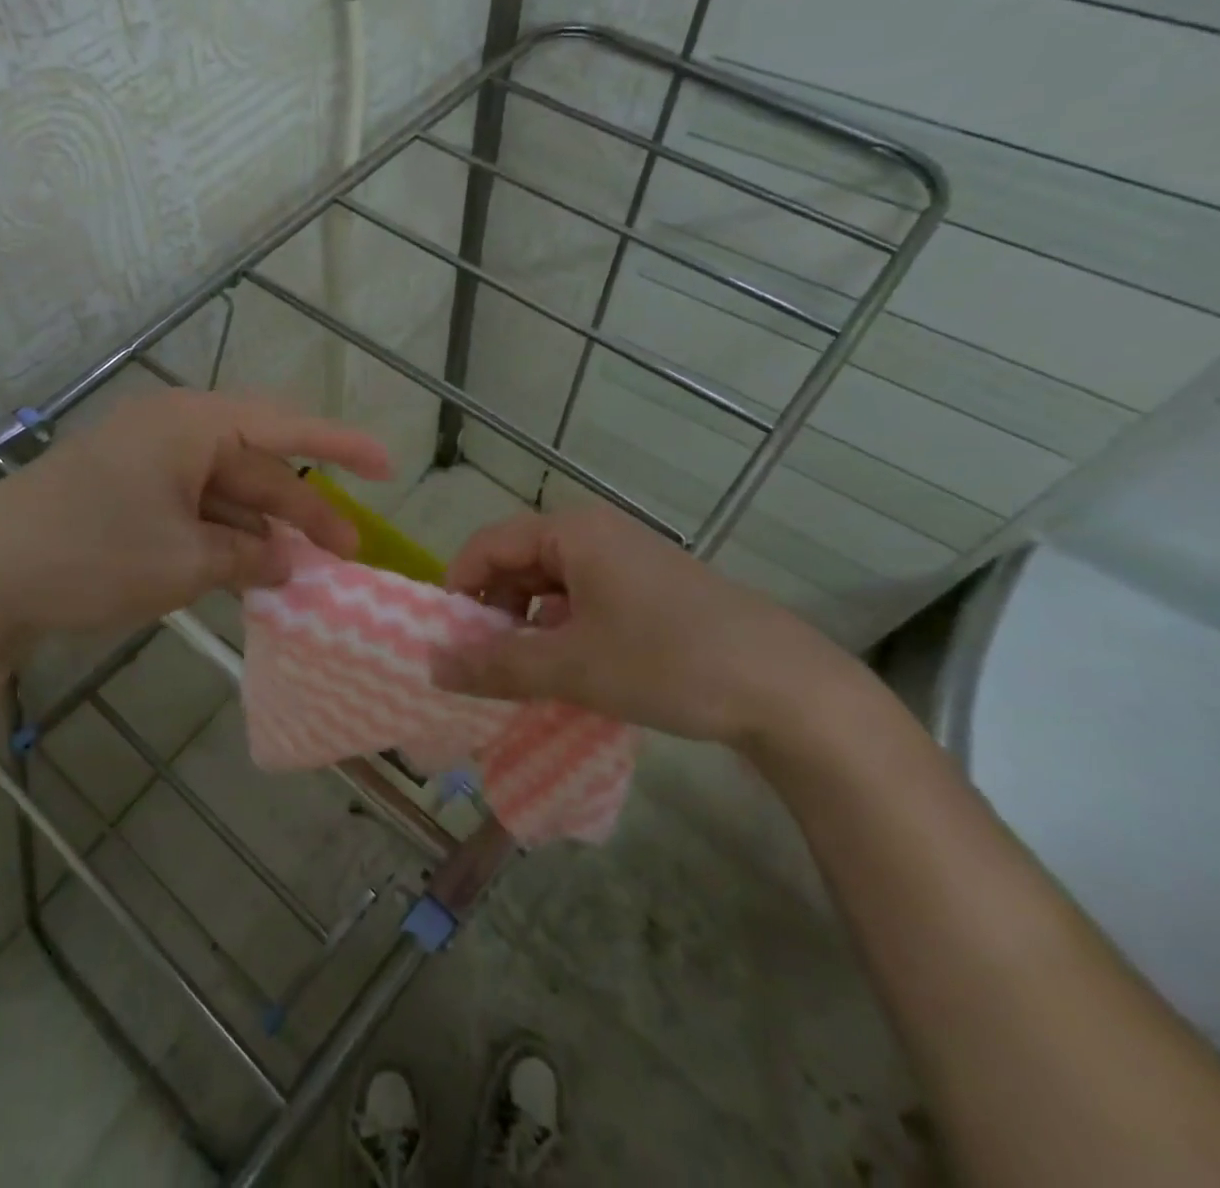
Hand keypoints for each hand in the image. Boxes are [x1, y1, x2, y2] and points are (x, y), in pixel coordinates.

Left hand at [0, 390, 390, 642]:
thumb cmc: (90, 555)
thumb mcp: (182, 561)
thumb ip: (247, 556)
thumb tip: (289, 561)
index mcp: (190, 425)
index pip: (284, 428)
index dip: (341, 447)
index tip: (388, 467)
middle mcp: (172, 432)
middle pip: (256, 467)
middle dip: (302, 510)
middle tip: (347, 554)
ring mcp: (146, 465)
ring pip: (225, 493)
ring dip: (262, 530)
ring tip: (302, 574)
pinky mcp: (127, 496)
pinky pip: (193, 510)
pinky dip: (223, 539)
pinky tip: (249, 574)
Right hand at [428, 505, 877, 747]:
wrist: (787, 689)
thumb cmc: (667, 661)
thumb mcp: (571, 667)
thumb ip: (495, 665)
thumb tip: (432, 667)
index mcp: (571, 531)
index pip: (486, 545)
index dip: (459, 590)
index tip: (451, 643)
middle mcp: (595, 533)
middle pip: (516, 562)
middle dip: (493, 612)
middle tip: (486, 666)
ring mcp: (626, 560)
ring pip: (549, 585)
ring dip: (527, 626)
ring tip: (526, 675)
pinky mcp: (648, 589)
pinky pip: (582, 600)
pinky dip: (562, 632)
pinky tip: (571, 671)